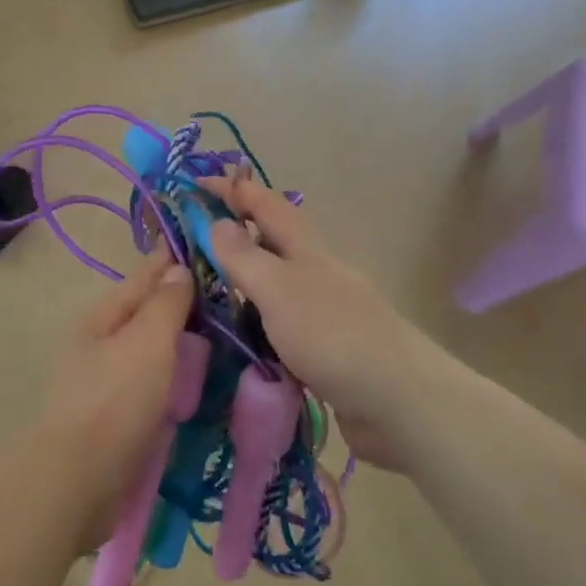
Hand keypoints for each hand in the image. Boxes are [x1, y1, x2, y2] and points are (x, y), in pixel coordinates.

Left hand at [37, 248, 194, 543]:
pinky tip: (197, 380)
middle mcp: (101, 343)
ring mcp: (106, 380)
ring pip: (150, 348)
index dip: (172, 259)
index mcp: (103, 317)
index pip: (144, 276)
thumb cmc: (115, 401)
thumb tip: (176, 268)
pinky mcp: (117, 415)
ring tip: (219, 332)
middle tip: (226, 293)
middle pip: (146, 312)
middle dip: (180, 300)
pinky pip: (153, 382)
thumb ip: (165, 305)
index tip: (205, 243)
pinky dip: (174, 374)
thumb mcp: (146, 343)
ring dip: (179, 339)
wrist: (77, 480)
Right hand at [200, 175, 423, 474]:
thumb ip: (244, 257)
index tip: (194, 183)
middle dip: (232, 236)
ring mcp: (321, 312)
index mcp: (305, 250)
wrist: (397, 402)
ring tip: (200, 294)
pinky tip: (235, 341)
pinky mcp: (323, 349)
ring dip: (240, 284)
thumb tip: (217, 222)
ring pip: (272, 287)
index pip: (265, 204)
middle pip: (270, 243)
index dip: (232, 189)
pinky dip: (254, 325)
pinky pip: (277, 326)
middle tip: (188, 245)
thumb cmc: (333, 335)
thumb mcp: (279, 289)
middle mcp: (314, 274)